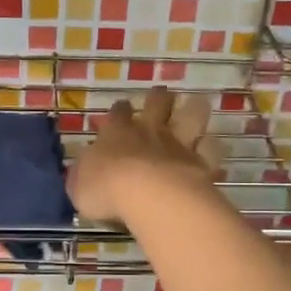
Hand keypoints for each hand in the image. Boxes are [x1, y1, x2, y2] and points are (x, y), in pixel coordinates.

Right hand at [67, 87, 222, 223]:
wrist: (148, 195)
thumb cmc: (105, 188)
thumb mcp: (79, 185)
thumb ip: (84, 173)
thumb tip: (86, 167)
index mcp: (116, 133)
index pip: (118, 113)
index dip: (120, 110)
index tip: (122, 109)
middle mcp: (149, 131)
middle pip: (157, 103)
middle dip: (159, 98)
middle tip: (162, 95)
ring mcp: (178, 143)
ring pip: (191, 116)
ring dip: (193, 110)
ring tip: (196, 106)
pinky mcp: (201, 161)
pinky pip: (210, 149)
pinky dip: (211, 148)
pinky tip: (212, 150)